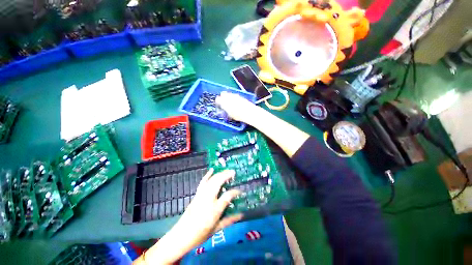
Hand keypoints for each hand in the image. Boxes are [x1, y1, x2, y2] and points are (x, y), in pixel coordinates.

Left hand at [172, 168, 242, 246]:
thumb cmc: (201, 234)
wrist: (182, 235)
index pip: (228, 195)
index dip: (236, 192)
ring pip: (212, 180)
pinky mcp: (197, 194)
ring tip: (227, 171)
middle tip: (234, 172)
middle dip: (227, 175)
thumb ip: (230, 220)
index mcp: (215, 209)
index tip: (241, 191)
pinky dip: (208, 175)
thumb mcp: (217, 228)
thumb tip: (242, 215)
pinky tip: (212, 169)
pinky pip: (203, 181)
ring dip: (220, 173)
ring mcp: (202, 194)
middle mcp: (208, 198)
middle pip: (219, 182)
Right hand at [216, 92, 259, 122]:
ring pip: (229, 93)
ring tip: (230, 102)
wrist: (248, 112)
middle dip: (222, 97)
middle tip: (223, 102)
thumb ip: (225, 110)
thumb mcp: (230, 115)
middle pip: (223, 94)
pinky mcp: (240, 96)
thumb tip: (224, 109)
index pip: (217, 99)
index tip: (218, 105)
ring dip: (228, 97)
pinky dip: (234, 97)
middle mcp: (228, 97)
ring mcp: (234, 95)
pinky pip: (234, 95)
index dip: (217, 102)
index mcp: (224, 102)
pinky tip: (236, 102)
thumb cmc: (238, 115)